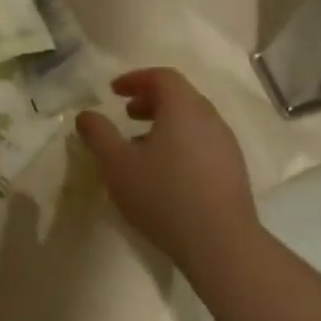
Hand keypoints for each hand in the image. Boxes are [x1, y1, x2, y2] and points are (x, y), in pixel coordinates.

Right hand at [75, 69, 258, 270]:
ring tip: (142, 147)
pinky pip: (203, 143)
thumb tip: (86, 115)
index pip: (162, 77)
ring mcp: (226, 145)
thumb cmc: (163, 195)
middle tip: (127, 115)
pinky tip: (167, 172)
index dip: (136, 79)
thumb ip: (98, 134)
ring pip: (193, 121)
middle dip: (151, 100)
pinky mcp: (234, 170)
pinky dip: (181, 143)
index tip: (114, 91)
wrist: (221, 243)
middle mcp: (210, 118)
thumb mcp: (117, 164)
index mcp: (183, 108)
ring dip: (166, 124)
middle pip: (180, 96)